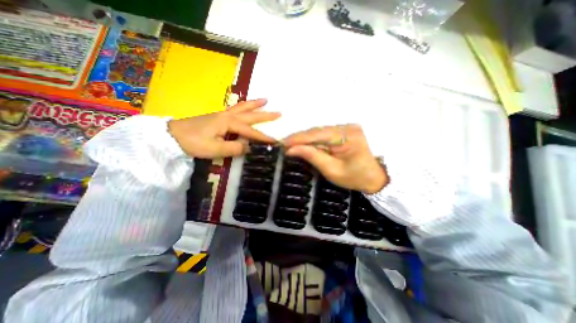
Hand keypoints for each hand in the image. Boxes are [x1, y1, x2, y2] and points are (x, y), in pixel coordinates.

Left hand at [168, 99, 279, 158]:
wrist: (172, 136)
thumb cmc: (194, 142)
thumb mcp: (215, 149)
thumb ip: (235, 148)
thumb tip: (249, 147)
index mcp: (229, 123)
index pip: (251, 131)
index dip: (263, 137)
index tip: (276, 141)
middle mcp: (228, 116)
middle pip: (250, 114)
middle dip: (265, 114)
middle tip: (278, 112)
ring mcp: (222, 115)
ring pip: (242, 108)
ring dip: (255, 104)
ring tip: (265, 100)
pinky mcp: (218, 117)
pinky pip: (235, 109)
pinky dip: (244, 106)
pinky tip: (246, 107)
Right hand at [283, 125, 385, 192]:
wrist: (375, 177)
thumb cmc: (355, 178)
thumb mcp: (332, 170)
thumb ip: (312, 156)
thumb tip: (292, 149)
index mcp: (347, 137)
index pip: (317, 134)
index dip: (298, 138)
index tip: (283, 143)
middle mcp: (347, 127)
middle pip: (317, 131)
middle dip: (300, 138)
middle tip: (285, 145)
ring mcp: (347, 127)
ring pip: (319, 131)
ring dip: (305, 139)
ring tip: (292, 145)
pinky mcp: (345, 131)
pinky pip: (325, 134)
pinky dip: (313, 139)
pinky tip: (305, 144)